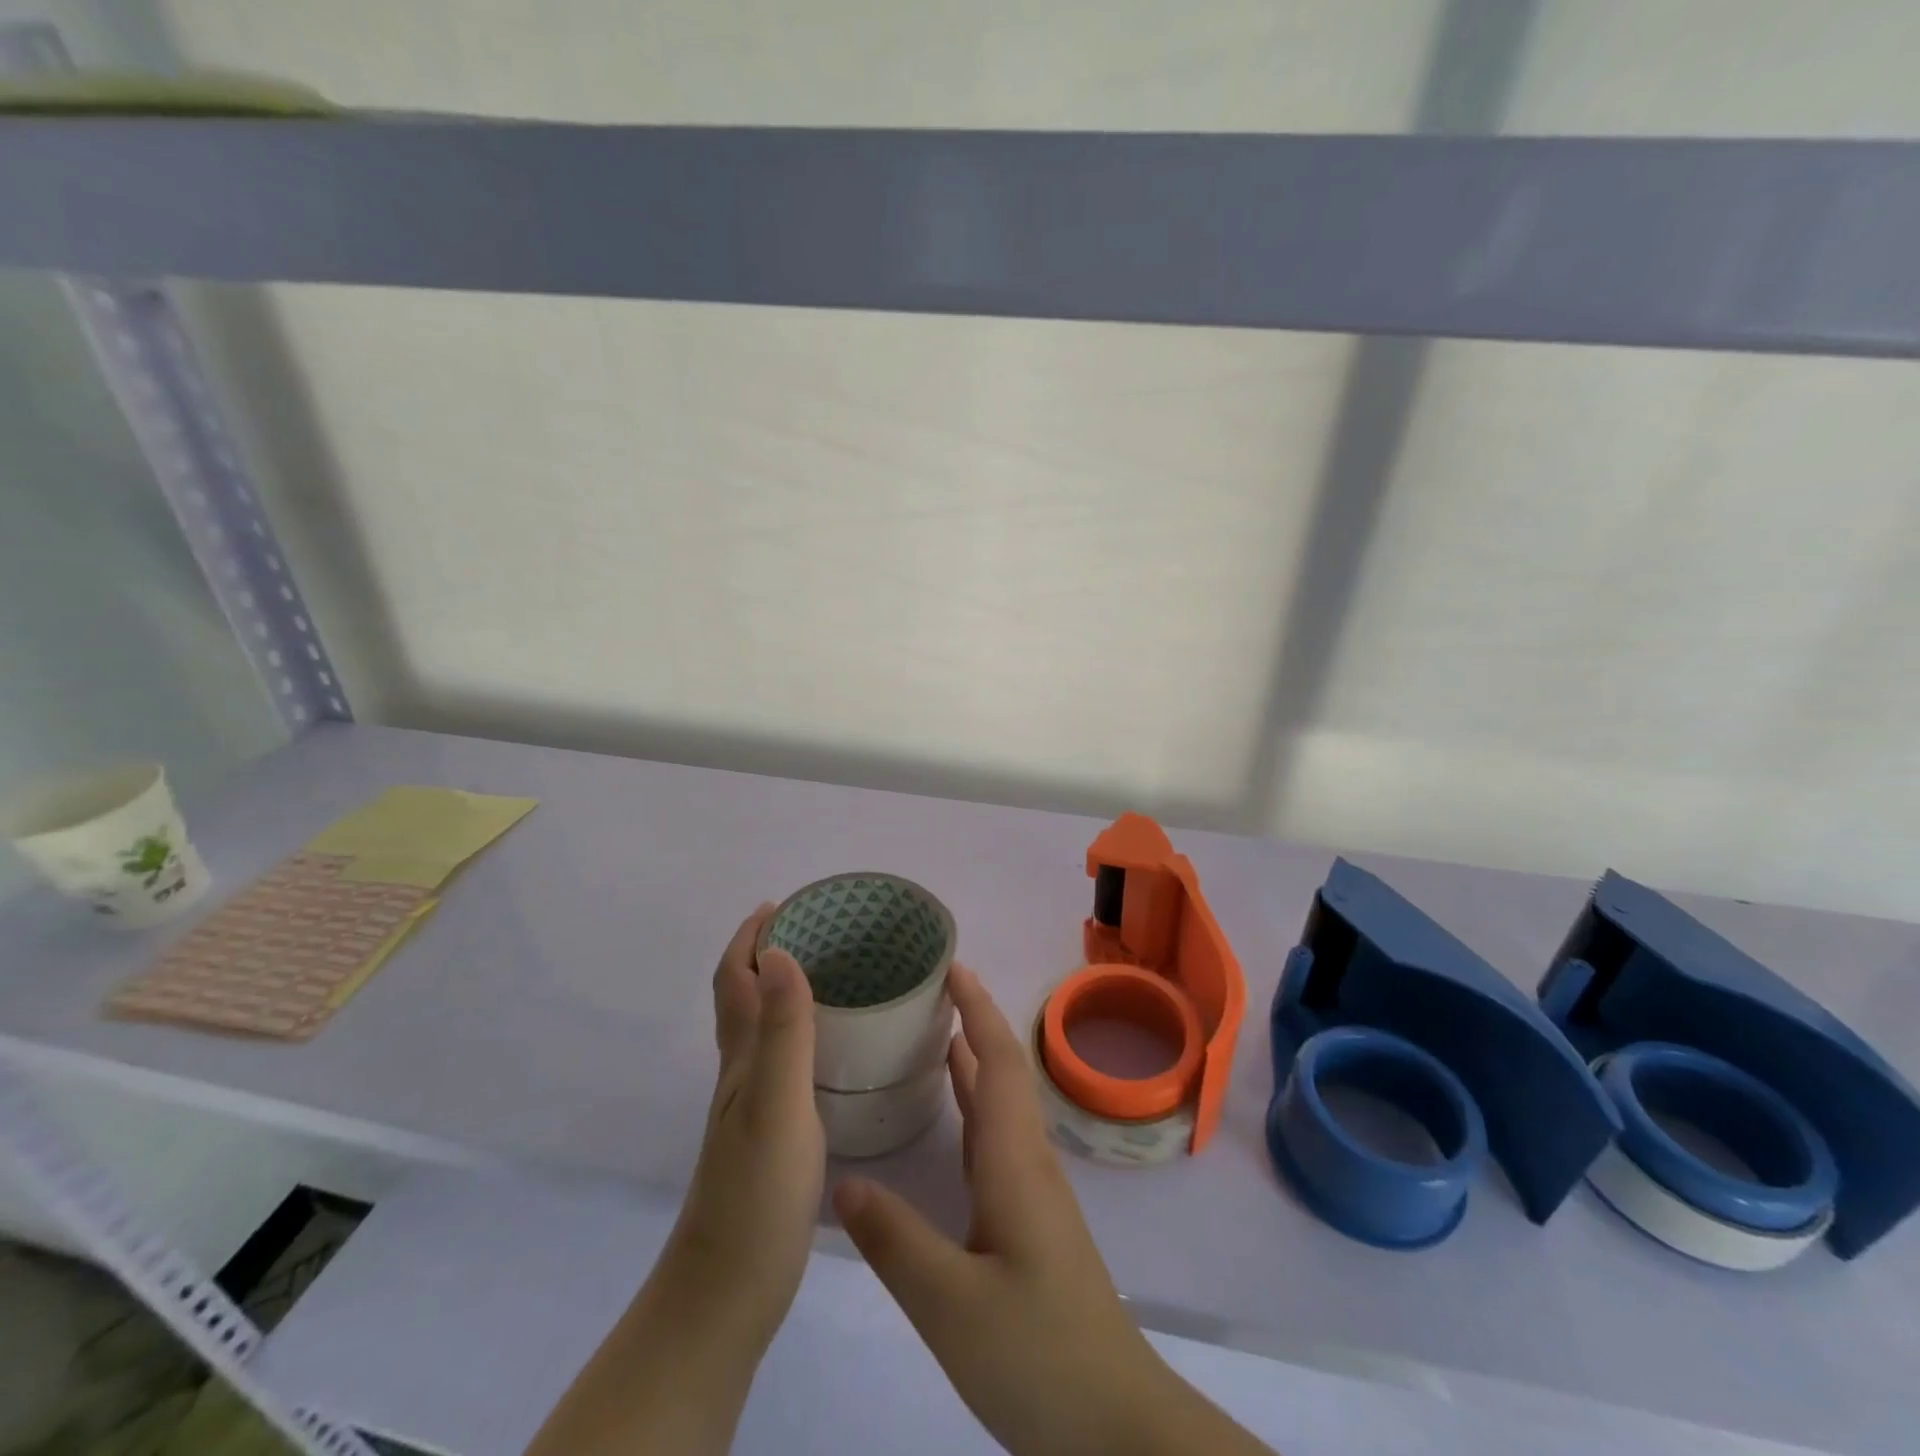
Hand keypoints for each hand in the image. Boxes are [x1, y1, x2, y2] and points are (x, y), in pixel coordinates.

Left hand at [528, 906, 823, 1455]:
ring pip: (762, 1029)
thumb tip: (780, 952)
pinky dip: (800, 1034)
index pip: (733, 979)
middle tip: (820, 931)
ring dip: (783, 990)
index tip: (783, 905)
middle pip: (743, 997)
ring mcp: (751, 1107)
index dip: (750, 937)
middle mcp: (740, 1074)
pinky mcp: (770, 1136)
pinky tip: (830, 1048)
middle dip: (769, 953)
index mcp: (740, 1059)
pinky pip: (783, 1062)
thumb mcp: (776, 1105)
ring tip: (833, 974)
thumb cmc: (755, 1196)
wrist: (726, 1298)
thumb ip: (782, 1031)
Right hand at [833, 967, 1270, 1455]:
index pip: (998, 1060)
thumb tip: (843, 1180)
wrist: (1112, 1419)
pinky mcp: (1029, 1215)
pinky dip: (973, 1101)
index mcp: (1014, 1160)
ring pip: (1001, 1100)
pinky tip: (950, 1111)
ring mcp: (1032, 1187)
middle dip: (973, 1018)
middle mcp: (1027, 1159)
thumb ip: (896, 1241)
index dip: (976, 1008)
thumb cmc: (1038, 1352)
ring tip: (930, 1029)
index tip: (951, 965)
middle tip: (929, 986)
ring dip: (973, 1056)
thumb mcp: (952, 1305)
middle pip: (1003, 1068)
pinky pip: (996, 1134)